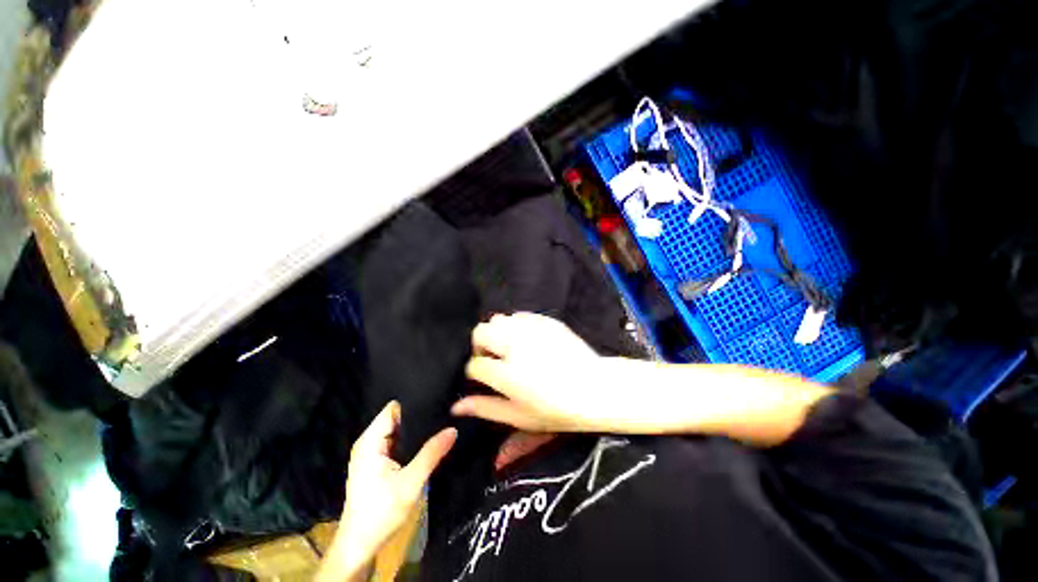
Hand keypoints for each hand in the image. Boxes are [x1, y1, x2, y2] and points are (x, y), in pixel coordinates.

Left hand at [334, 402, 455, 571]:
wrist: (360, 545)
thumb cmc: (380, 513)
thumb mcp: (411, 483)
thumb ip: (432, 453)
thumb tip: (453, 429)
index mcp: (370, 441)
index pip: (393, 409)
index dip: (414, 403)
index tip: (437, 403)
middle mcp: (368, 442)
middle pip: (396, 417)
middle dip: (418, 417)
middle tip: (443, 415)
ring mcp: (371, 453)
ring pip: (398, 430)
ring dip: (415, 430)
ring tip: (439, 425)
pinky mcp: (376, 463)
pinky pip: (396, 442)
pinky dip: (410, 441)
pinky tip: (427, 443)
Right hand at [452, 313, 607, 432]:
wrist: (595, 388)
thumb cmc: (557, 410)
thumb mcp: (519, 416)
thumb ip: (485, 408)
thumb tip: (456, 407)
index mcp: (507, 374)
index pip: (475, 364)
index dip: (475, 372)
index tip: (483, 377)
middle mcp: (515, 346)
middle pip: (480, 333)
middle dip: (480, 346)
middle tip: (493, 359)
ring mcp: (531, 330)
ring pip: (498, 320)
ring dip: (497, 334)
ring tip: (509, 348)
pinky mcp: (545, 321)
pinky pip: (519, 315)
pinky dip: (515, 325)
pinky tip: (525, 339)